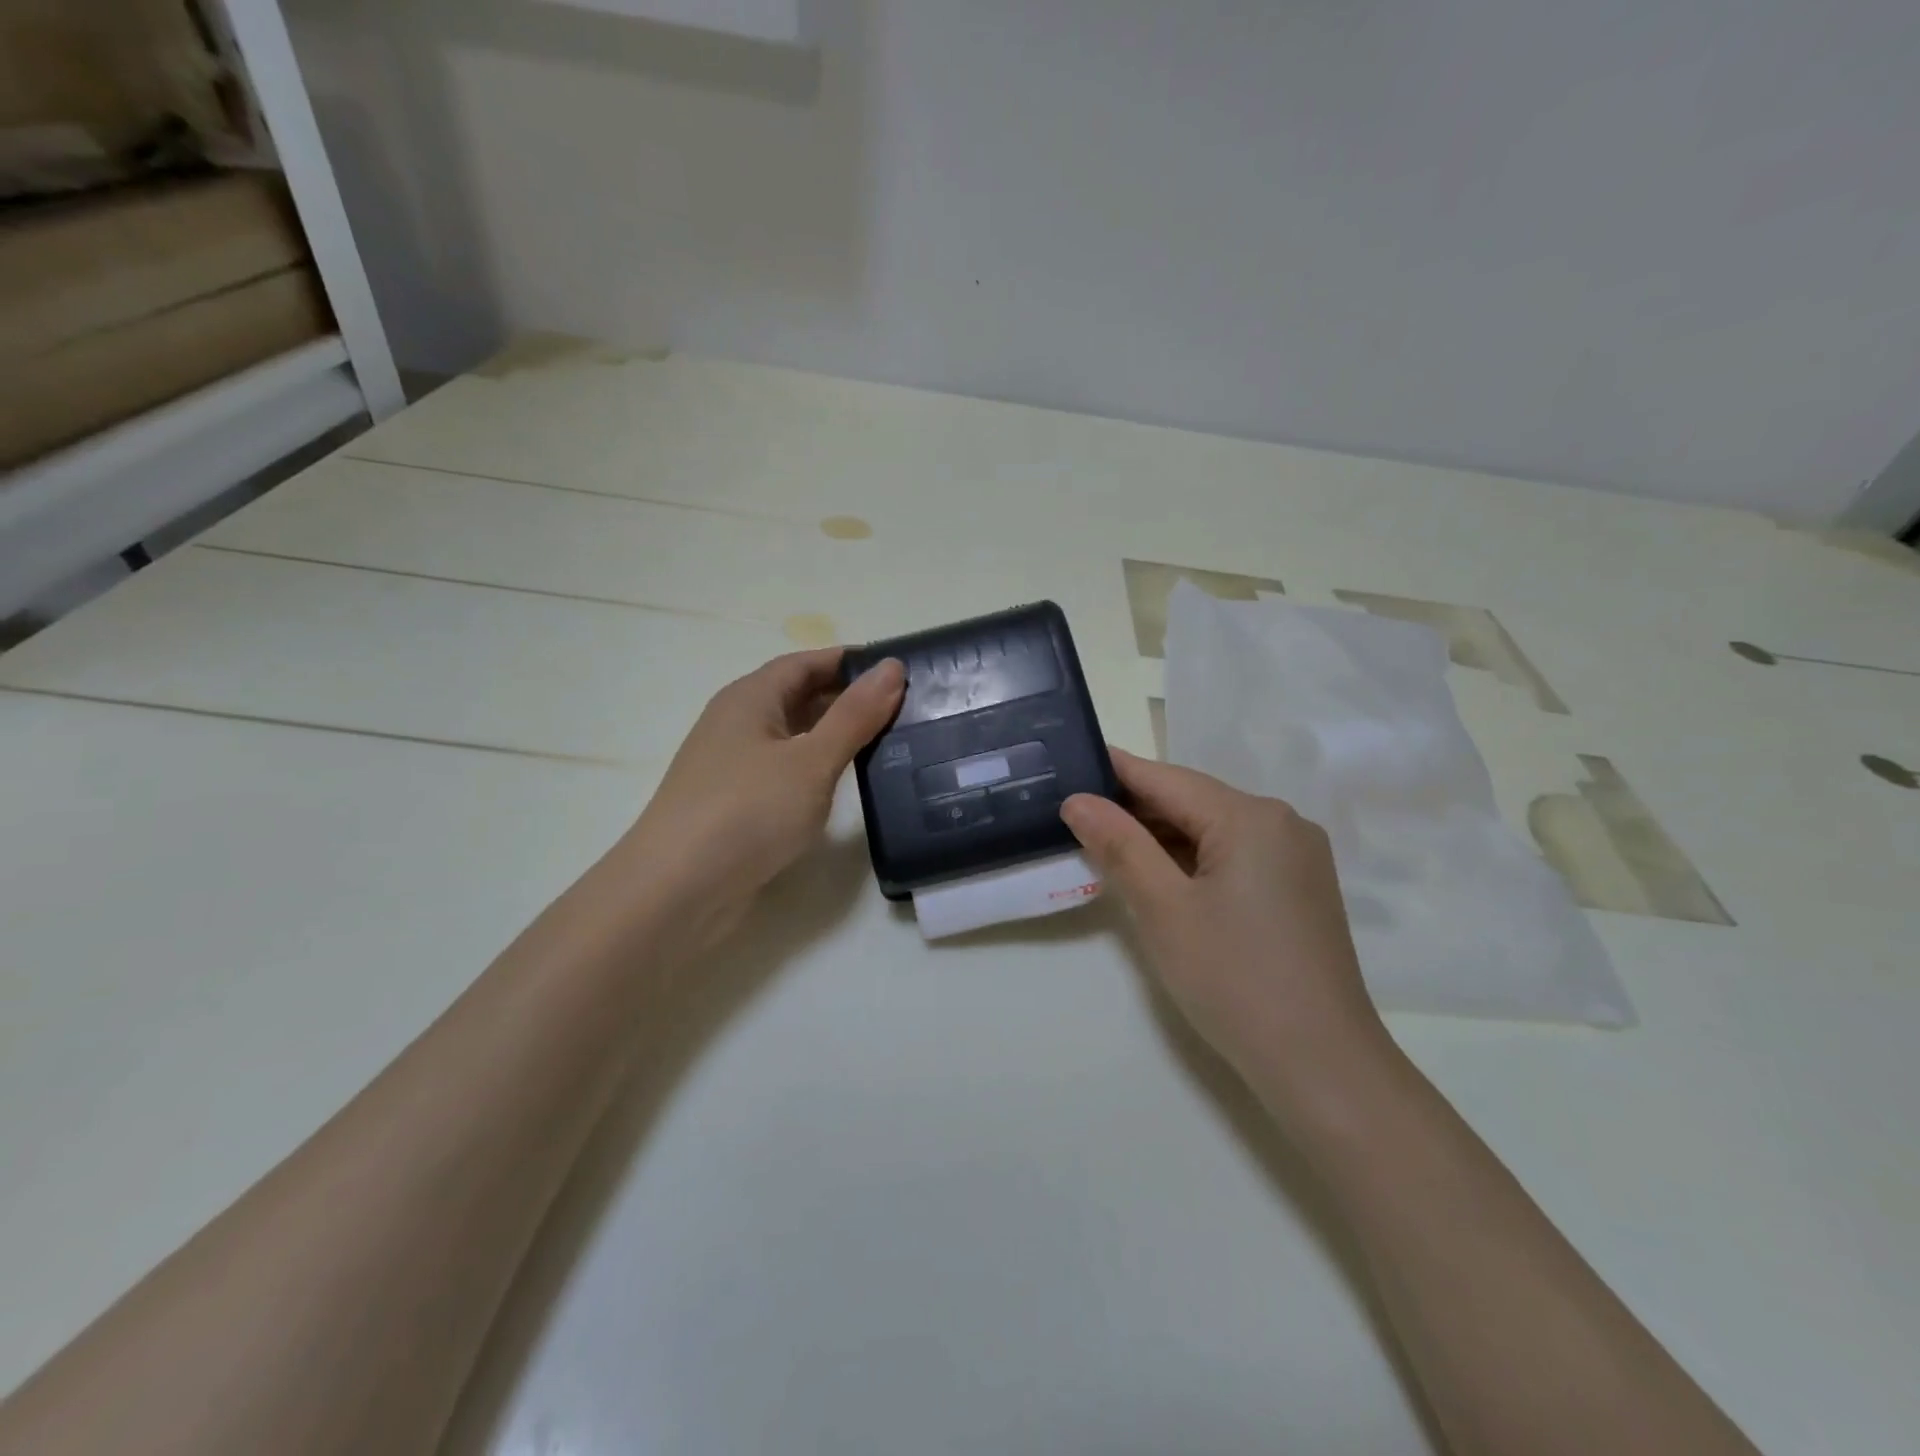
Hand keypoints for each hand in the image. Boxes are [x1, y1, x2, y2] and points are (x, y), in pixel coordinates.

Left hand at [620, 648, 903, 946]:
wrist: (678, 891)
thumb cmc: (747, 811)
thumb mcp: (811, 760)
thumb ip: (854, 715)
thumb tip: (892, 667)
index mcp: (750, 697)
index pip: (807, 662)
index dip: (851, 662)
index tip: (900, 670)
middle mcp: (738, 722)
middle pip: (800, 696)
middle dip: (849, 698)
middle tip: (907, 709)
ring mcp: (735, 765)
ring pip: (794, 736)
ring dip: (836, 735)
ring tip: (890, 742)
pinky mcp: (738, 803)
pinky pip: (786, 771)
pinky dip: (819, 768)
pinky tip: (848, 784)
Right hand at [1061, 749, 1390, 1103]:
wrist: (1321, 1065)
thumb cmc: (1233, 980)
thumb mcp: (1163, 908)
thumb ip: (1119, 845)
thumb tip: (1078, 800)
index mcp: (1250, 817)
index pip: (1166, 778)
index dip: (1113, 772)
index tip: (1066, 764)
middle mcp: (1281, 822)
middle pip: (1192, 801)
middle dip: (1134, 809)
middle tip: (1073, 815)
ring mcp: (1295, 856)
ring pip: (1212, 828)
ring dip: (1161, 836)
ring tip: (1103, 844)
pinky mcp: (1298, 887)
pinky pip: (1233, 854)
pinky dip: (1192, 859)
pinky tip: (1158, 874)